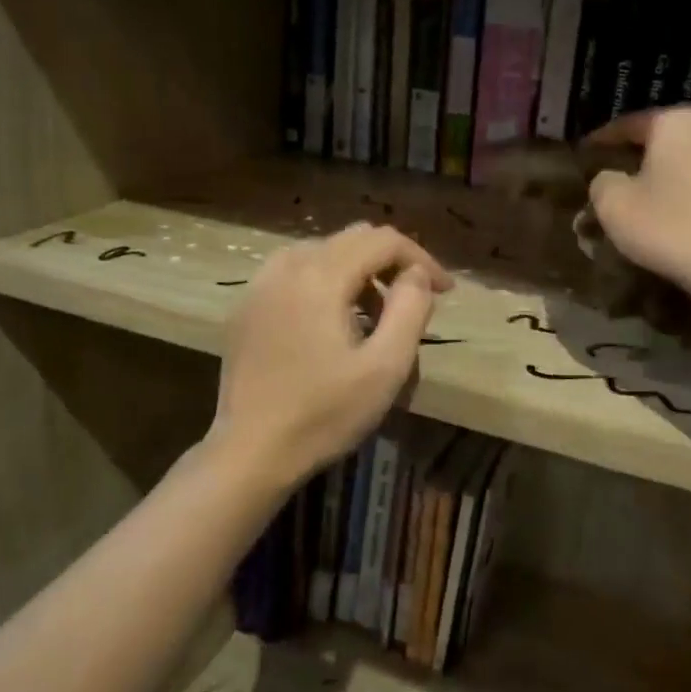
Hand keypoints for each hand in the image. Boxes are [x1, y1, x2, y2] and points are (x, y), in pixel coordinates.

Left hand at [211, 223, 452, 489]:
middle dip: (391, 262)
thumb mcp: (385, 367)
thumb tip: (415, 275)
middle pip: (351, 239)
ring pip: (321, 252)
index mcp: (320, 276)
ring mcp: (259, 286)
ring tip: (375, 315)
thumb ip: (410, 309)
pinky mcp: (246, 308)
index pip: (382, 240)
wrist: (250, 452)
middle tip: (415, 299)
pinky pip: (294, 273)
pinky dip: (324, 282)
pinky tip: (332, 322)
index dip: (420, 258)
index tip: (444, 291)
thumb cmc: (324, 414)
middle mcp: (286, 266)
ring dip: (357, 272)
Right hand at [585, 106, 690, 312]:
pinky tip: (662, 227)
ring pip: (678, 170)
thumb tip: (609, 180)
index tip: (581, 157)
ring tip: (629, 209)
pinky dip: (676, 204)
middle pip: (657, 145)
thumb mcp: (612, 203)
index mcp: (676, 123)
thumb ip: (600, 182)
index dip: (599, 142)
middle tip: (602, 184)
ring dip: (654, 186)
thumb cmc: (669, 226)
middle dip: (629, 164)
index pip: (627, 124)